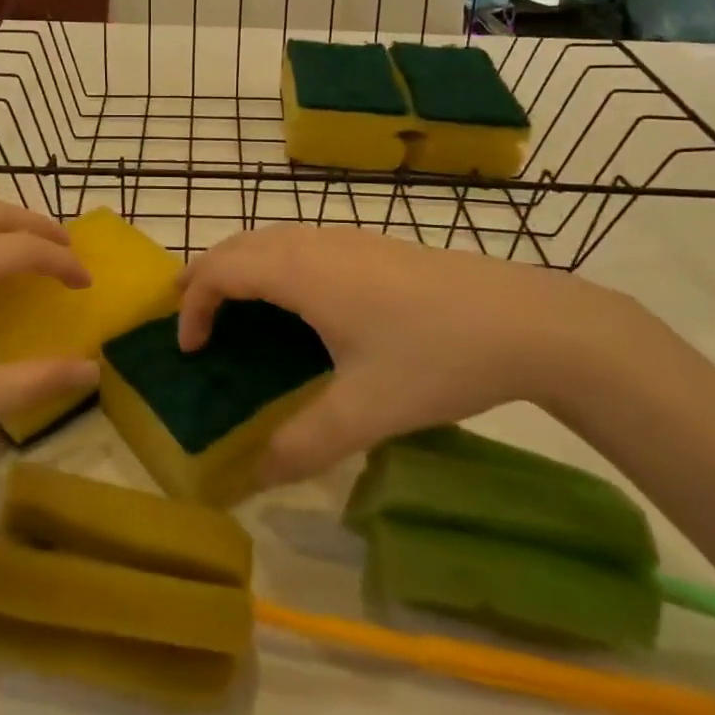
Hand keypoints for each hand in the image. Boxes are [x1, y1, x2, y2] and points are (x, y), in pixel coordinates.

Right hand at [178, 227, 639, 483]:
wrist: (526, 320)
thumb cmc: (436, 358)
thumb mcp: (366, 412)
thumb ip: (303, 446)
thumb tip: (254, 476)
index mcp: (302, 273)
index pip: (222, 271)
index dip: (194, 305)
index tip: (190, 350)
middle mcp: (316, 244)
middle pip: (239, 244)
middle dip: (205, 274)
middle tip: (188, 316)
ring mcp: (348, 239)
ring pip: (272, 238)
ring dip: (240, 265)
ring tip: (231, 305)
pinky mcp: (374, 246)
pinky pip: (300, 243)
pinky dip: (272, 264)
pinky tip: (297, 302)